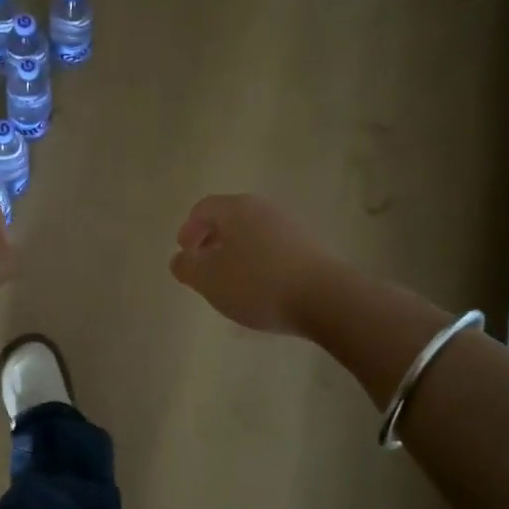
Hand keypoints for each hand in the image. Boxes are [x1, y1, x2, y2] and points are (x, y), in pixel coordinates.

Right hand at [169, 193, 343, 335]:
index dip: (188, 230)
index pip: (203, 209)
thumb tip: (181, 258)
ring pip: (253, 236)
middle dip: (212, 242)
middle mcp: (265, 209)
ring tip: (232, 285)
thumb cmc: (258, 284)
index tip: (184, 254)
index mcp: (237, 209)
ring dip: (236, 255)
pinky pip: (274, 251)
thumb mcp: (208, 279)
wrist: (327, 299)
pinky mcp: (312, 249)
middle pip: (230, 219)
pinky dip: (259, 265)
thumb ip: (186, 266)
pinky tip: (261, 292)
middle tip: (204, 268)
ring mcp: (292, 228)